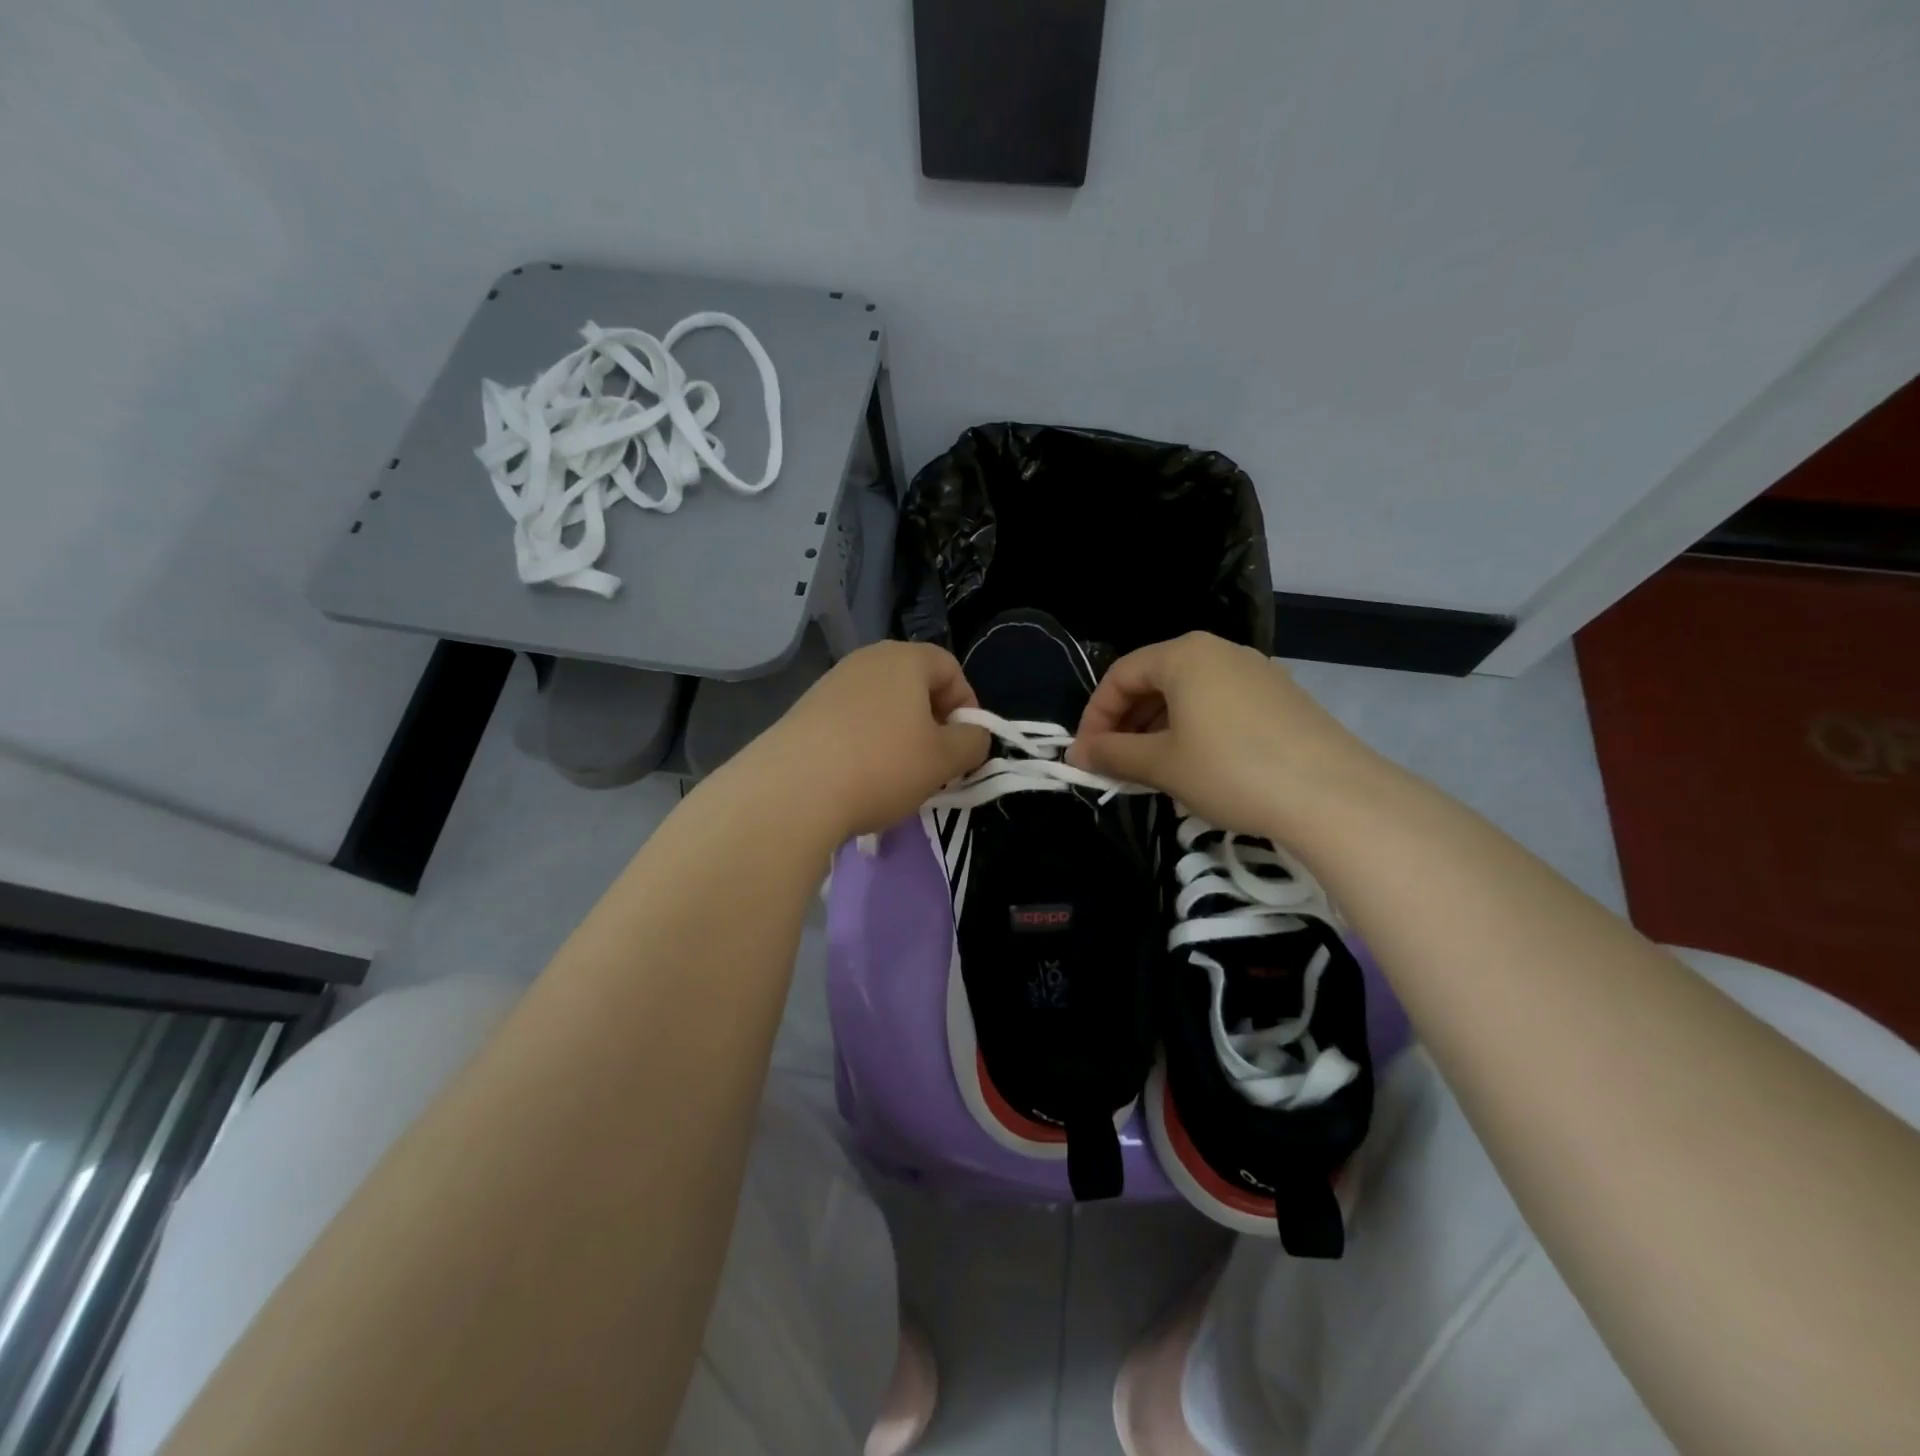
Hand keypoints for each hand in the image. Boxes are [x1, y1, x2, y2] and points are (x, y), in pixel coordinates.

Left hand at [743, 641, 989, 842]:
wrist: (792, 790)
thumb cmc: (882, 765)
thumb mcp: (944, 760)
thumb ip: (973, 743)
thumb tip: (974, 736)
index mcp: (904, 659)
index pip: (950, 667)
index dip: (967, 705)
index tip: (965, 745)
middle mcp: (866, 660)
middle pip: (914, 684)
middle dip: (932, 722)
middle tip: (936, 762)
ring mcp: (831, 683)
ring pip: (882, 705)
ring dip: (899, 735)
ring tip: (898, 775)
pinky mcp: (805, 711)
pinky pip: (851, 721)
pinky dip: (866, 743)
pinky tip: (860, 778)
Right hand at [1065, 632, 1379, 839]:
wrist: (1334, 796)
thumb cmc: (1230, 770)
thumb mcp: (1162, 764)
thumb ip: (1113, 754)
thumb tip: (1075, 755)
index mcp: (1184, 654)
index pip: (1120, 675)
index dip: (1095, 716)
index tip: (1086, 756)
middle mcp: (1220, 651)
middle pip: (1155, 680)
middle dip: (1126, 723)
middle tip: (1114, 764)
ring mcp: (1256, 672)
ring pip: (1189, 694)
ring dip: (1158, 729)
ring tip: (1150, 770)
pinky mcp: (1281, 698)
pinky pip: (1220, 705)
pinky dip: (1194, 730)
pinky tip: (1196, 766)